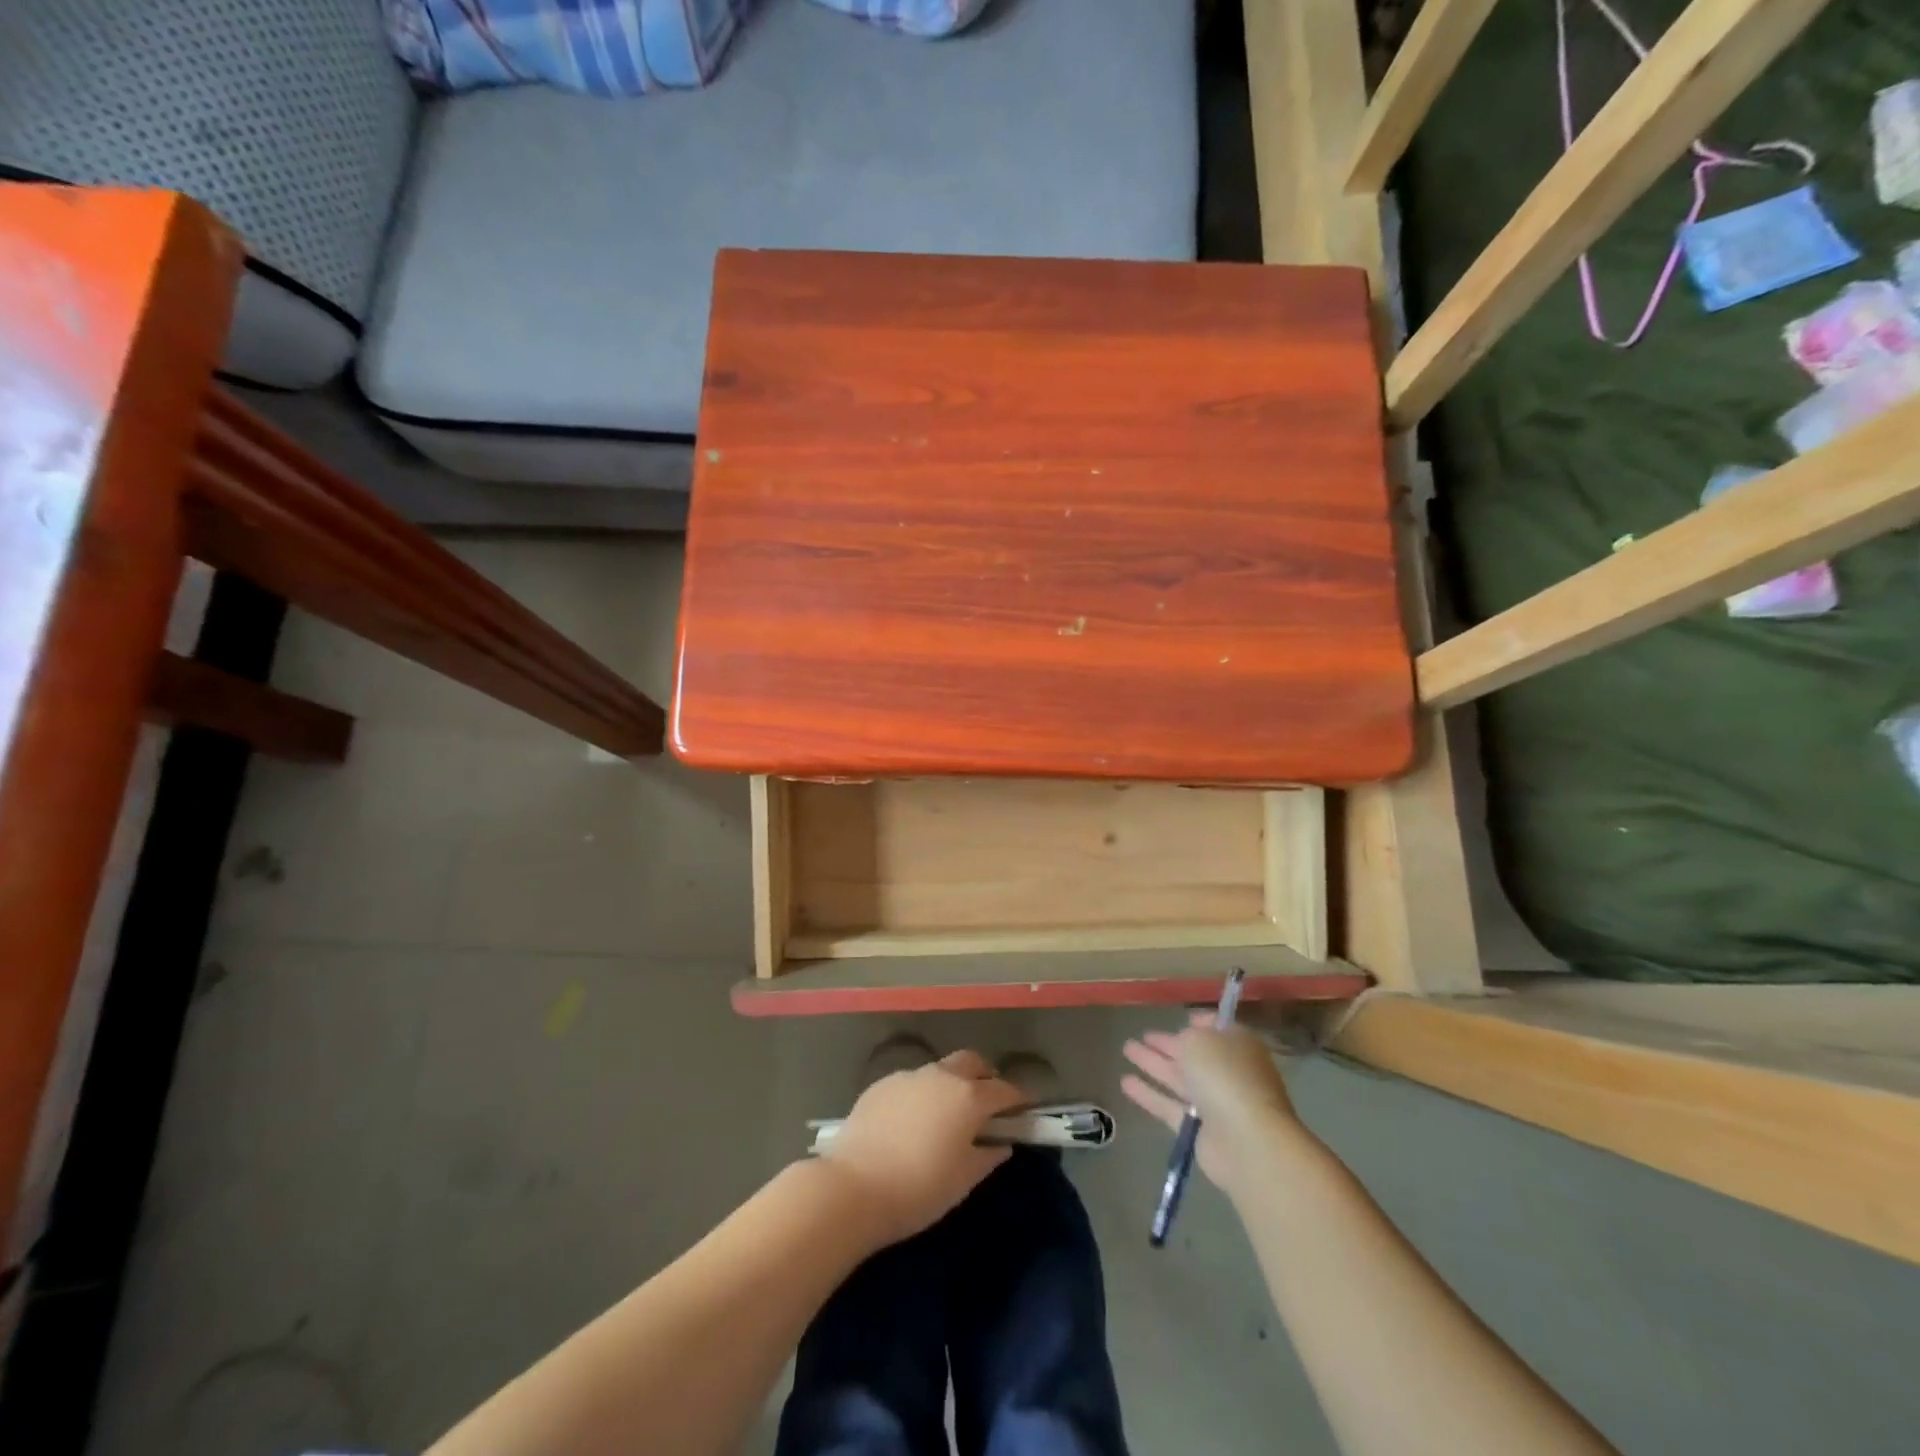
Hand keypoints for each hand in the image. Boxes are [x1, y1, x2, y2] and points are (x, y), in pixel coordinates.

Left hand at [819, 1049, 1025, 1245]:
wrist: (853, 1187)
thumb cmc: (918, 1189)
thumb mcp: (962, 1180)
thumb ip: (987, 1156)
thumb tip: (1001, 1143)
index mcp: (968, 1097)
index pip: (1004, 1090)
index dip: (1018, 1098)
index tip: (1025, 1109)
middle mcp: (941, 1076)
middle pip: (972, 1062)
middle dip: (985, 1076)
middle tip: (987, 1101)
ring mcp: (909, 1076)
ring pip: (940, 1069)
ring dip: (951, 1083)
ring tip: (947, 1113)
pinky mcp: (881, 1084)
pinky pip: (912, 1082)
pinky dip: (922, 1094)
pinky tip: (912, 1120)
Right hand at [1121, 1018, 1299, 1190]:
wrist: (1246, 1141)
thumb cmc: (1226, 1076)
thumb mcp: (1201, 1041)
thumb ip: (1187, 1037)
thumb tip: (1185, 1039)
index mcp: (1238, 1046)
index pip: (1218, 1028)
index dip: (1199, 1023)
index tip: (1180, 1018)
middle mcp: (1227, 1072)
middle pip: (1193, 1054)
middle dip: (1167, 1044)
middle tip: (1142, 1034)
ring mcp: (1213, 1102)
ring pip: (1177, 1078)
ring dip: (1153, 1064)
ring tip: (1126, 1049)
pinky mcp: (1196, 1129)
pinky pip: (1168, 1105)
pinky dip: (1148, 1094)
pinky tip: (1124, 1082)